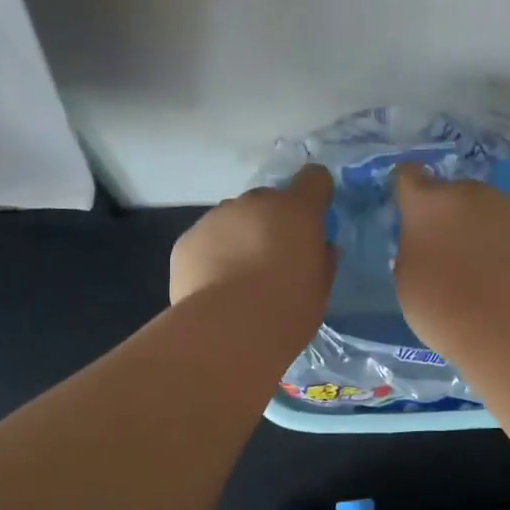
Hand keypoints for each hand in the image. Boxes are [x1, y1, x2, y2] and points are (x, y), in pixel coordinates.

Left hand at [169, 164, 334, 327]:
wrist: (227, 331)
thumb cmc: (287, 310)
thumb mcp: (320, 290)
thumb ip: (322, 260)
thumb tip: (320, 248)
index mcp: (295, 211)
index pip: (314, 178)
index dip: (316, 194)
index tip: (314, 216)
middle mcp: (254, 203)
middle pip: (268, 200)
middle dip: (273, 221)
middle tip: (273, 259)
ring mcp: (216, 217)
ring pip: (234, 218)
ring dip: (240, 237)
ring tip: (238, 277)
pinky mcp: (187, 240)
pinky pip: (207, 240)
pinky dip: (212, 255)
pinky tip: (214, 287)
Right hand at [392, 163, 509, 339]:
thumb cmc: (443, 304)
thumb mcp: (408, 283)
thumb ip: (413, 254)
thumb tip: (424, 248)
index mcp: (426, 203)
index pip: (408, 176)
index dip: (407, 191)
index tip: (409, 210)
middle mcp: (467, 192)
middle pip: (453, 193)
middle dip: (450, 215)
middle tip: (450, 252)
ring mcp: (508, 205)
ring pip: (488, 210)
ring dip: (483, 229)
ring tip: (486, 269)